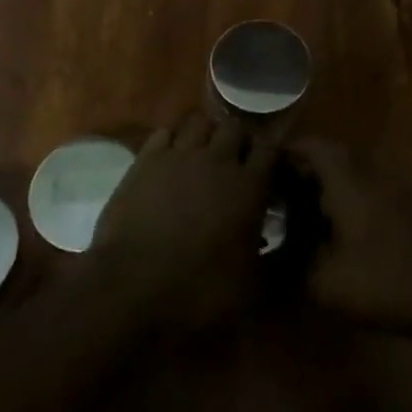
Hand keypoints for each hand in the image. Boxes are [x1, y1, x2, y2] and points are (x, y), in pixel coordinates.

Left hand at [89, 112, 277, 330]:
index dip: (271, 154)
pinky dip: (171, 139)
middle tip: (234, 161)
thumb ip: (271, 254)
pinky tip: (169, 158)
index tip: (268, 168)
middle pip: (234, 127)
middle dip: (238, 139)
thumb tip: (279, 241)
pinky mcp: (145, 160)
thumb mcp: (252, 283)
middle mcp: (218, 160)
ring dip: (205, 133)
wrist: (132, 289)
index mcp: (250, 186)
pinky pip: (164, 132)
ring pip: (199, 121)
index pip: (270, 147)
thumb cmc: (199, 291)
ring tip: (202, 153)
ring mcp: (179, 155)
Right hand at [287, 139, 411, 337]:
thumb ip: (293, 266)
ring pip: (352, 178)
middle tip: (278, 193)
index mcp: (348, 183)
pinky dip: (347, 204)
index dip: (290, 149)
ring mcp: (394, 193)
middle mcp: (371, 178)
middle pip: (334, 159)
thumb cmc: (384, 281)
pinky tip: (337, 234)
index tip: (267, 164)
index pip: (315, 147)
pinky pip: (368, 194)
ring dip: (327, 189)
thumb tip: (271, 258)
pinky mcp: (408, 212)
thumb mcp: (326, 283)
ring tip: (301, 215)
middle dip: (304, 171)